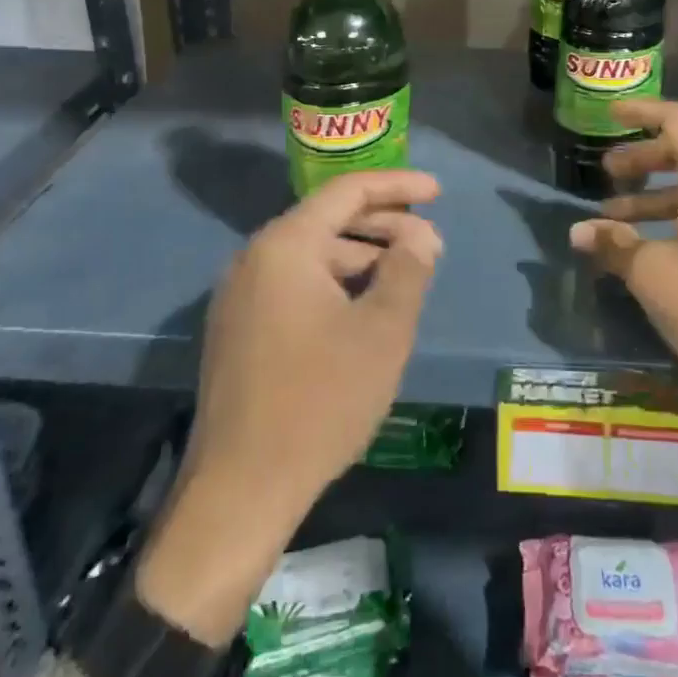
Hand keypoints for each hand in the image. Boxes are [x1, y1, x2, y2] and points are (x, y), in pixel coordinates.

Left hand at [136, 170, 441, 642]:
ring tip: (406, 280)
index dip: (397, 186)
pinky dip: (336, 286)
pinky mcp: (240, 329)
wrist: (240, 491)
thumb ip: (408, 269)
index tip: (437, 192)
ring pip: (313, 257)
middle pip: (329, 222)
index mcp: (285, 246)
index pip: (347, 192)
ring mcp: (241, 296)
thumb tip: (421, 235)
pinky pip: (296, 285)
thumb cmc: (320, 400)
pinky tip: (366, 311)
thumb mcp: (381, 331)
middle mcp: (255, 258)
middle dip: (384, 227)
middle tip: (430, 245)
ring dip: (363, 260)